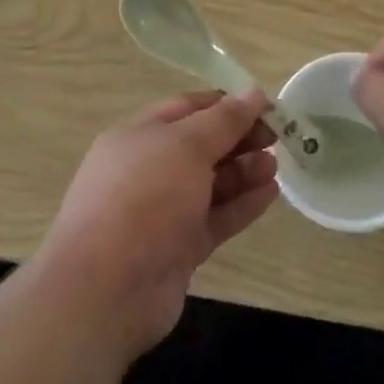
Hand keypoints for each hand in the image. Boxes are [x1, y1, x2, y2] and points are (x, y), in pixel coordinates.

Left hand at [37, 89, 278, 361]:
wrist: (106, 290)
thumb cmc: (144, 199)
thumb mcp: (186, 146)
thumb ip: (224, 120)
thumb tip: (254, 92)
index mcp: (138, 136)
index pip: (187, 108)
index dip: (225, 104)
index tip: (264, 106)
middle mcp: (148, 170)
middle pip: (200, 146)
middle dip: (238, 139)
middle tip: (277, 137)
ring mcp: (162, 212)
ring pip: (210, 184)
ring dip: (243, 171)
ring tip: (275, 166)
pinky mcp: (177, 249)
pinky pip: (215, 218)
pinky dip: (241, 205)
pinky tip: (270, 194)